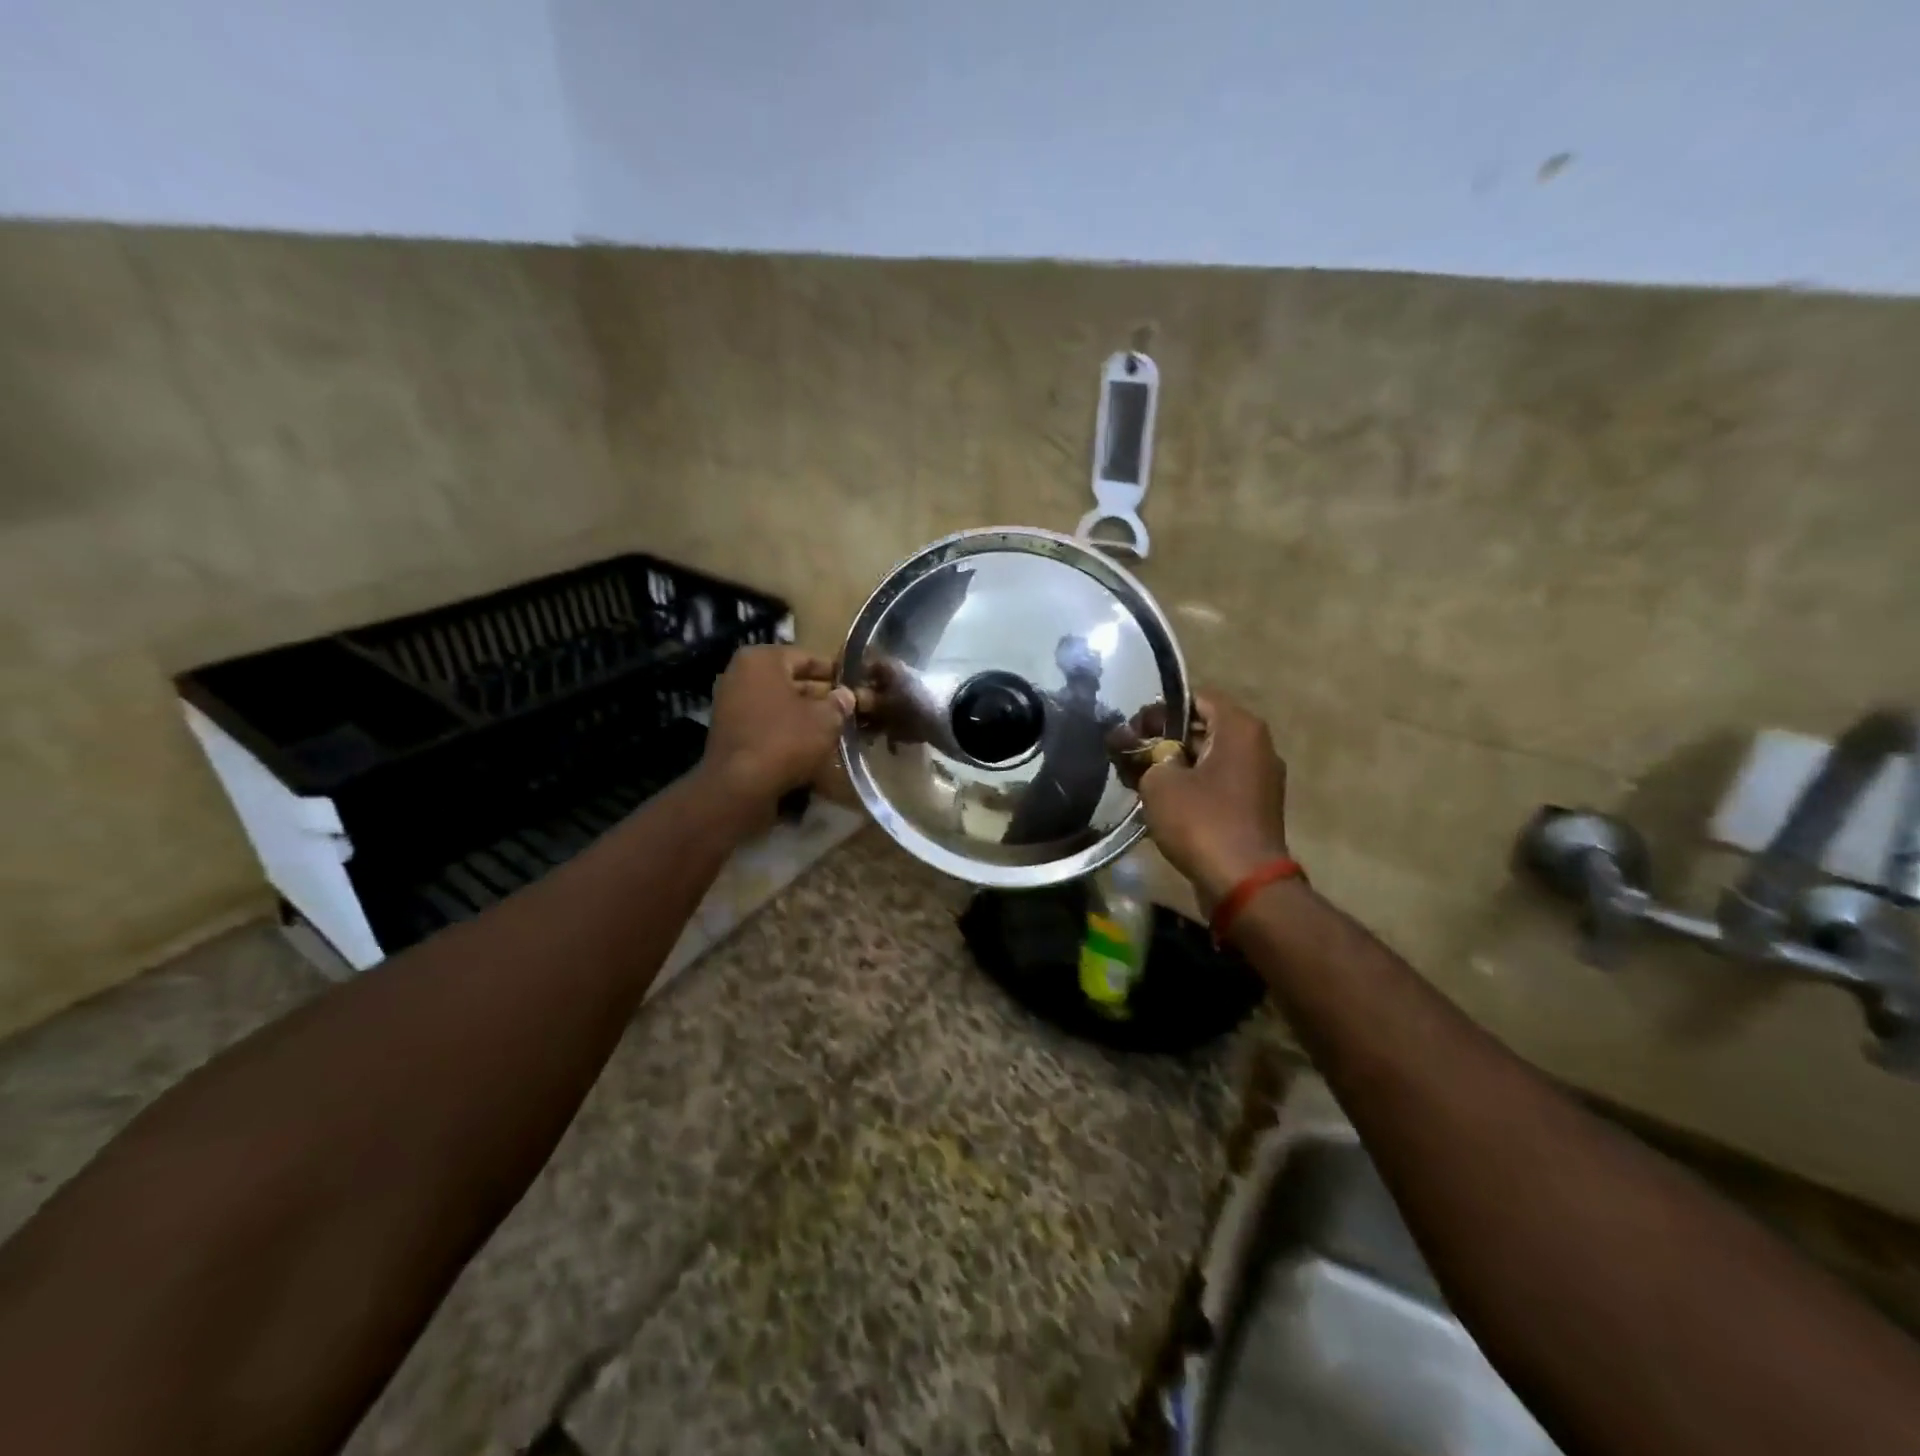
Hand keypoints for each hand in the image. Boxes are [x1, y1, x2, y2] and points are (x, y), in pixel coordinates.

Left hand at [701, 646, 854, 814]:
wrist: (739, 785)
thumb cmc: (785, 739)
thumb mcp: (825, 719)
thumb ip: (838, 703)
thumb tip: (846, 696)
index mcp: (761, 659)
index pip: (807, 657)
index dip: (834, 671)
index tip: (854, 682)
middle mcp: (740, 674)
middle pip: (790, 680)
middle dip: (818, 694)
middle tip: (846, 707)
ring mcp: (730, 704)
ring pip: (778, 704)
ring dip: (803, 714)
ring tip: (832, 727)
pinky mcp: (729, 732)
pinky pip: (766, 723)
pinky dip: (786, 730)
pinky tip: (809, 744)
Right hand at [1134, 693, 1291, 909]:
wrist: (1243, 883)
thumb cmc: (1201, 821)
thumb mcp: (1160, 783)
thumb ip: (1146, 757)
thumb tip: (1141, 749)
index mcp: (1240, 728)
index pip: (1197, 699)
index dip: (1160, 710)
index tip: (1134, 729)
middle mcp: (1258, 747)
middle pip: (1204, 729)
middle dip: (1165, 739)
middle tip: (1131, 754)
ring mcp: (1260, 779)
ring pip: (1209, 759)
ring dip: (1176, 766)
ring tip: (1140, 779)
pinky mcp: (1255, 808)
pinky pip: (1218, 785)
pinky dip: (1192, 787)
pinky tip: (1163, 803)